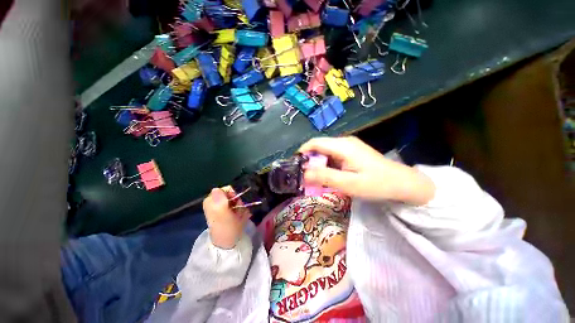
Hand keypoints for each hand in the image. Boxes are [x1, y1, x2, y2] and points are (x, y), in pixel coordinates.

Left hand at [202, 186, 250, 248]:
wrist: (228, 244)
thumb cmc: (226, 229)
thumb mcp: (223, 215)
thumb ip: (220, 201)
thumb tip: (215, 188)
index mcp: (211, 201)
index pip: (226, 189)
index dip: (234, 195)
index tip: (236, 204)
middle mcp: (215, 202)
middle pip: (232, 194)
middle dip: (237, 202)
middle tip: (237, 212)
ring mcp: (221, 207)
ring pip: (236, 200)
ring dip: (240, 207)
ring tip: (239, 217)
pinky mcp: (226, 212)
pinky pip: (237, 206)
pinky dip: (240, 211)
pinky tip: (240, 218)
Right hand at [299, 137, 434, 204]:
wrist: (402, 183)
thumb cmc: (376, 184)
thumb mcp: (349, 184)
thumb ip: (325, 177)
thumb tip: (303, 174)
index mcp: (342, 146)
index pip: (314, 143)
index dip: (302, 152)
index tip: (295, 167)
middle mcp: (343, 142)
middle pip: (318, 147)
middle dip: (308, 160)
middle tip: (304, 177)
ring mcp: (348, 146)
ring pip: (324, 152)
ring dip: (317, 164)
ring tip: (315, 179)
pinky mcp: (350, 152)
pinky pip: (332, 156)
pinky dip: (325, 165)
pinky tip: (328, 176)